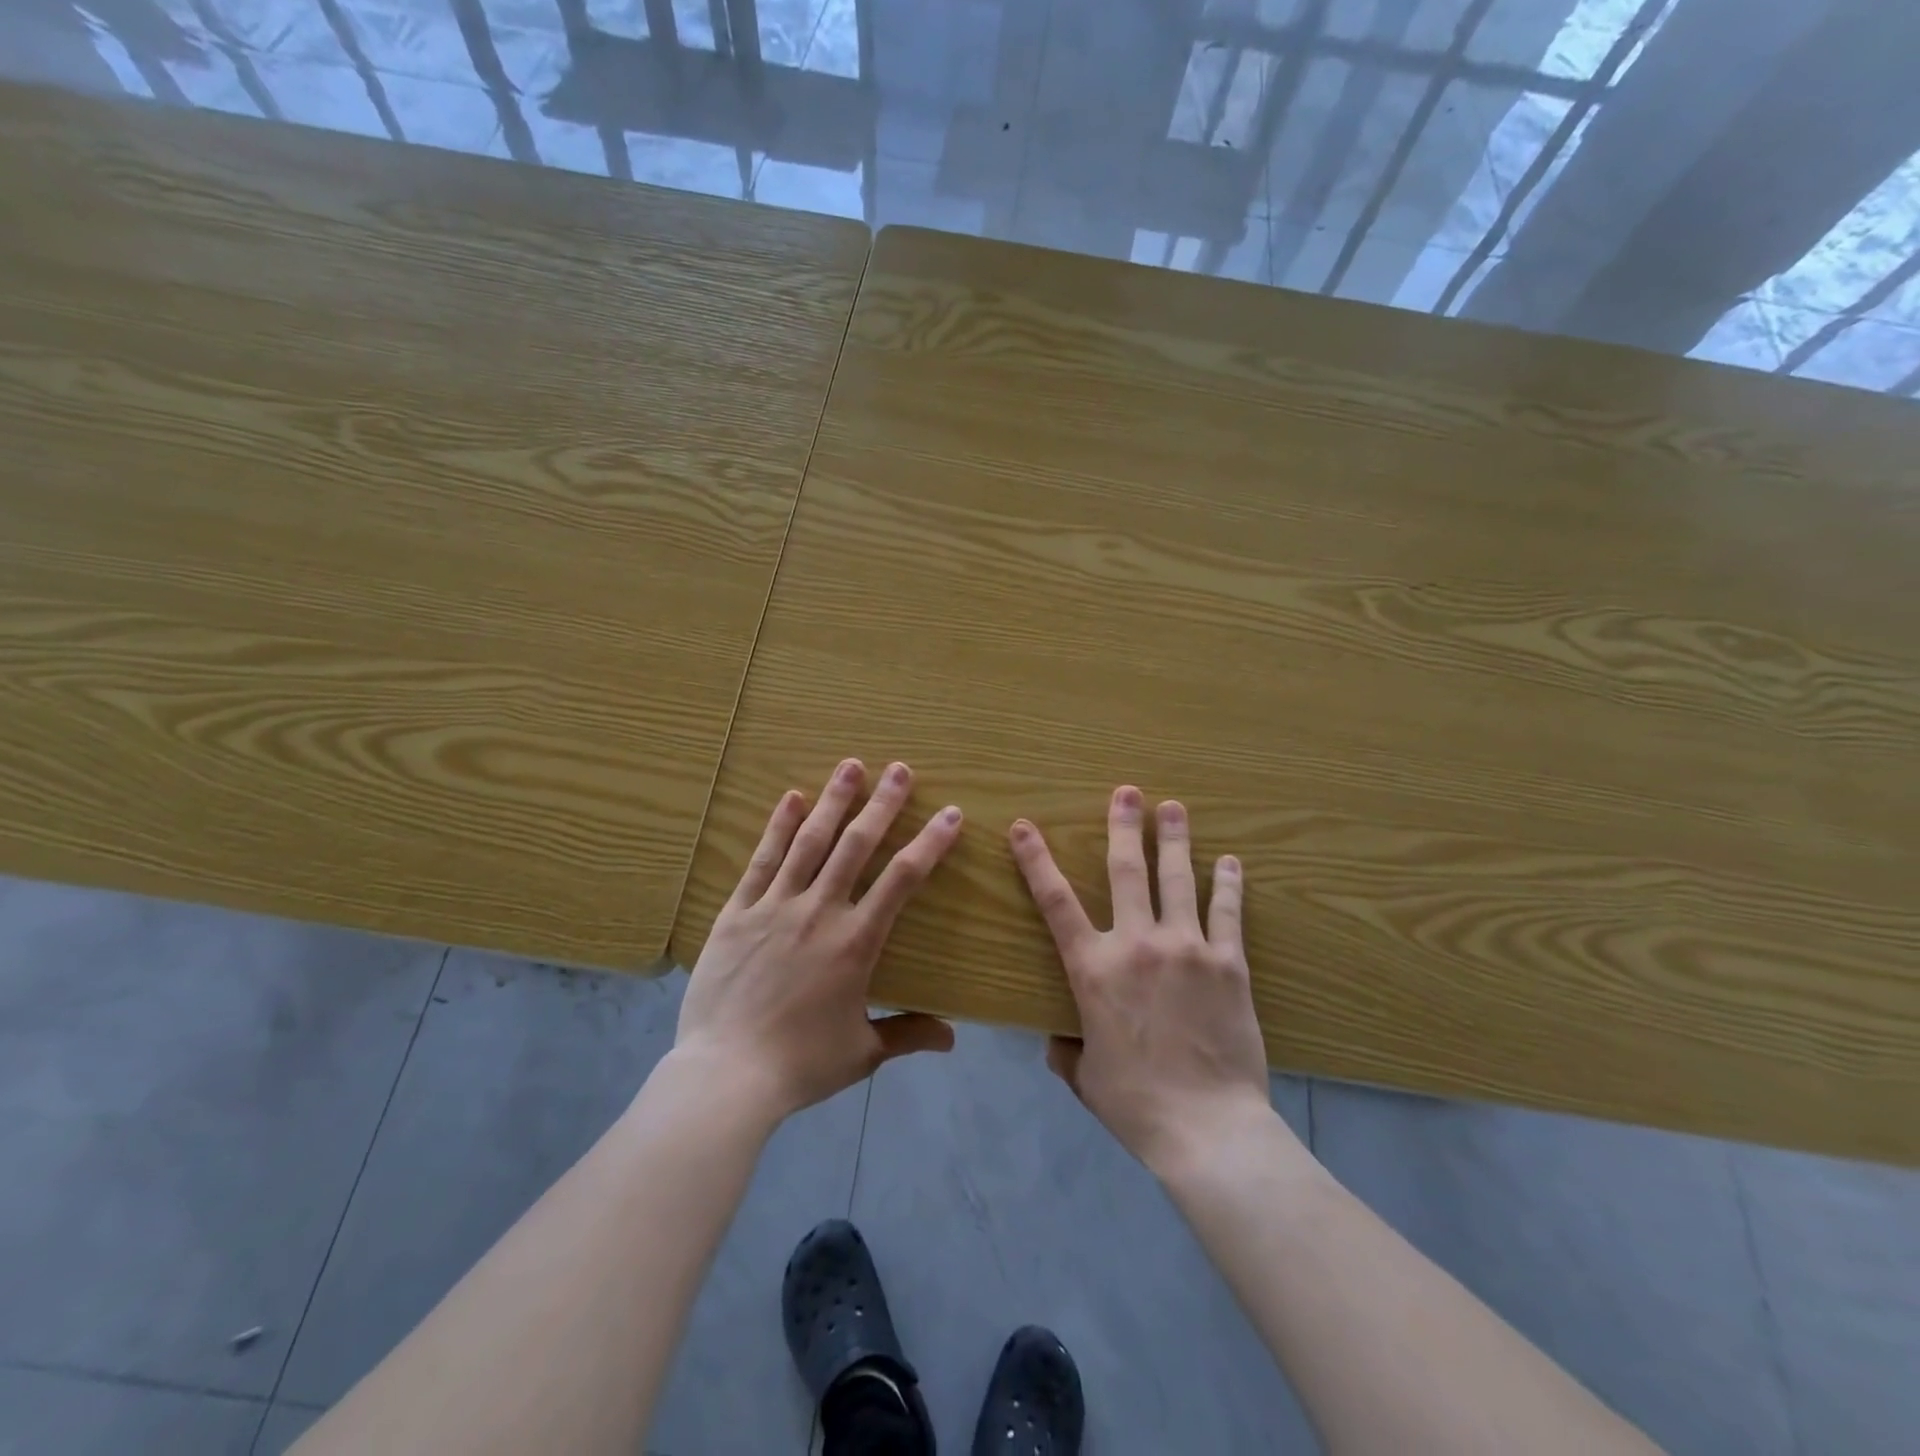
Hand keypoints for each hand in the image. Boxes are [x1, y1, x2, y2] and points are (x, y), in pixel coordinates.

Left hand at [676, 759, 960, 1121]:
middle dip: (882, 803)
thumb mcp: (862, 1052)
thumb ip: (908, 1034)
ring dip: (833, 801)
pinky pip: (762, 861)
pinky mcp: (737, 912)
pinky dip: (778, 826)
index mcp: (856, 941)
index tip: (950, 813)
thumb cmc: (800, 1064)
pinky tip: (791, 798)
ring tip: (851, 766)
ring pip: (810, 842)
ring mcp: (775, 907)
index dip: (930, 842)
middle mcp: (820, 911)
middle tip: (900, 769)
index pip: (903, 879)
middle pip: (857, 845)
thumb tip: (952, 1037)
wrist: (726, 1075)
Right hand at [1010, 787, 1271, 1174]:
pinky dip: (1228, 883)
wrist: (1207, 1128)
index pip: (1055, 902)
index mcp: (1094, 968)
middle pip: (1126, 871)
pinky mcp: (1228, 963)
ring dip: (1175, 839)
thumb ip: (1068, 1051)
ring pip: (1177, 879)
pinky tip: (1229, 861)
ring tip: (1175, 807)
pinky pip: (1227, 912)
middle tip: (1127, 791)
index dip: (1036, 859)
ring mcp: (1186, 948)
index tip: (1024, 825)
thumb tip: (1059, 1041)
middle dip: (1123, 826)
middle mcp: (1137, 944)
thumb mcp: (1086, 1077)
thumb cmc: (1136, 1104)